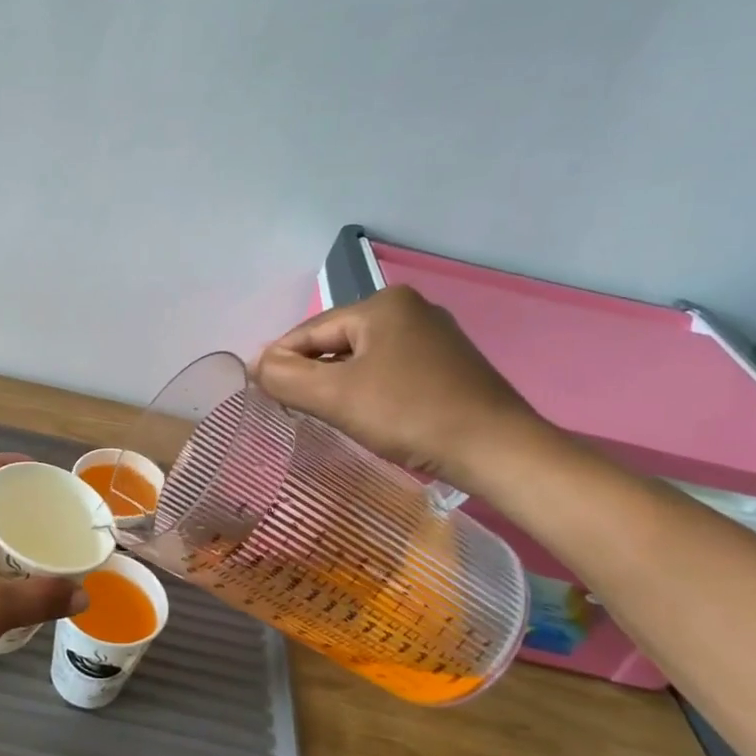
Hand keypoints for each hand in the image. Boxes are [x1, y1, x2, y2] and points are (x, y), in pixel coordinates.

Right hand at [254, 286, 543, 491]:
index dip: (279, 360)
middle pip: (337, 341)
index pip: (310, 330)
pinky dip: (369, 388)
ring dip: (338, 382)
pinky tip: (366, 413)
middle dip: (311, 372)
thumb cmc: (410, 415)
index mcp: (382, 304)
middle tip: (289, 406)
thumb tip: (256, 364)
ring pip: (364, 357)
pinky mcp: (451, 364)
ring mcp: (435, 336)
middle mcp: (410, 309)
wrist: (499, 451)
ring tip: (323, 412)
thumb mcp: (335, 397)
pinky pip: (391, 369)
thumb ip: (285, 377)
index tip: (258, 389)